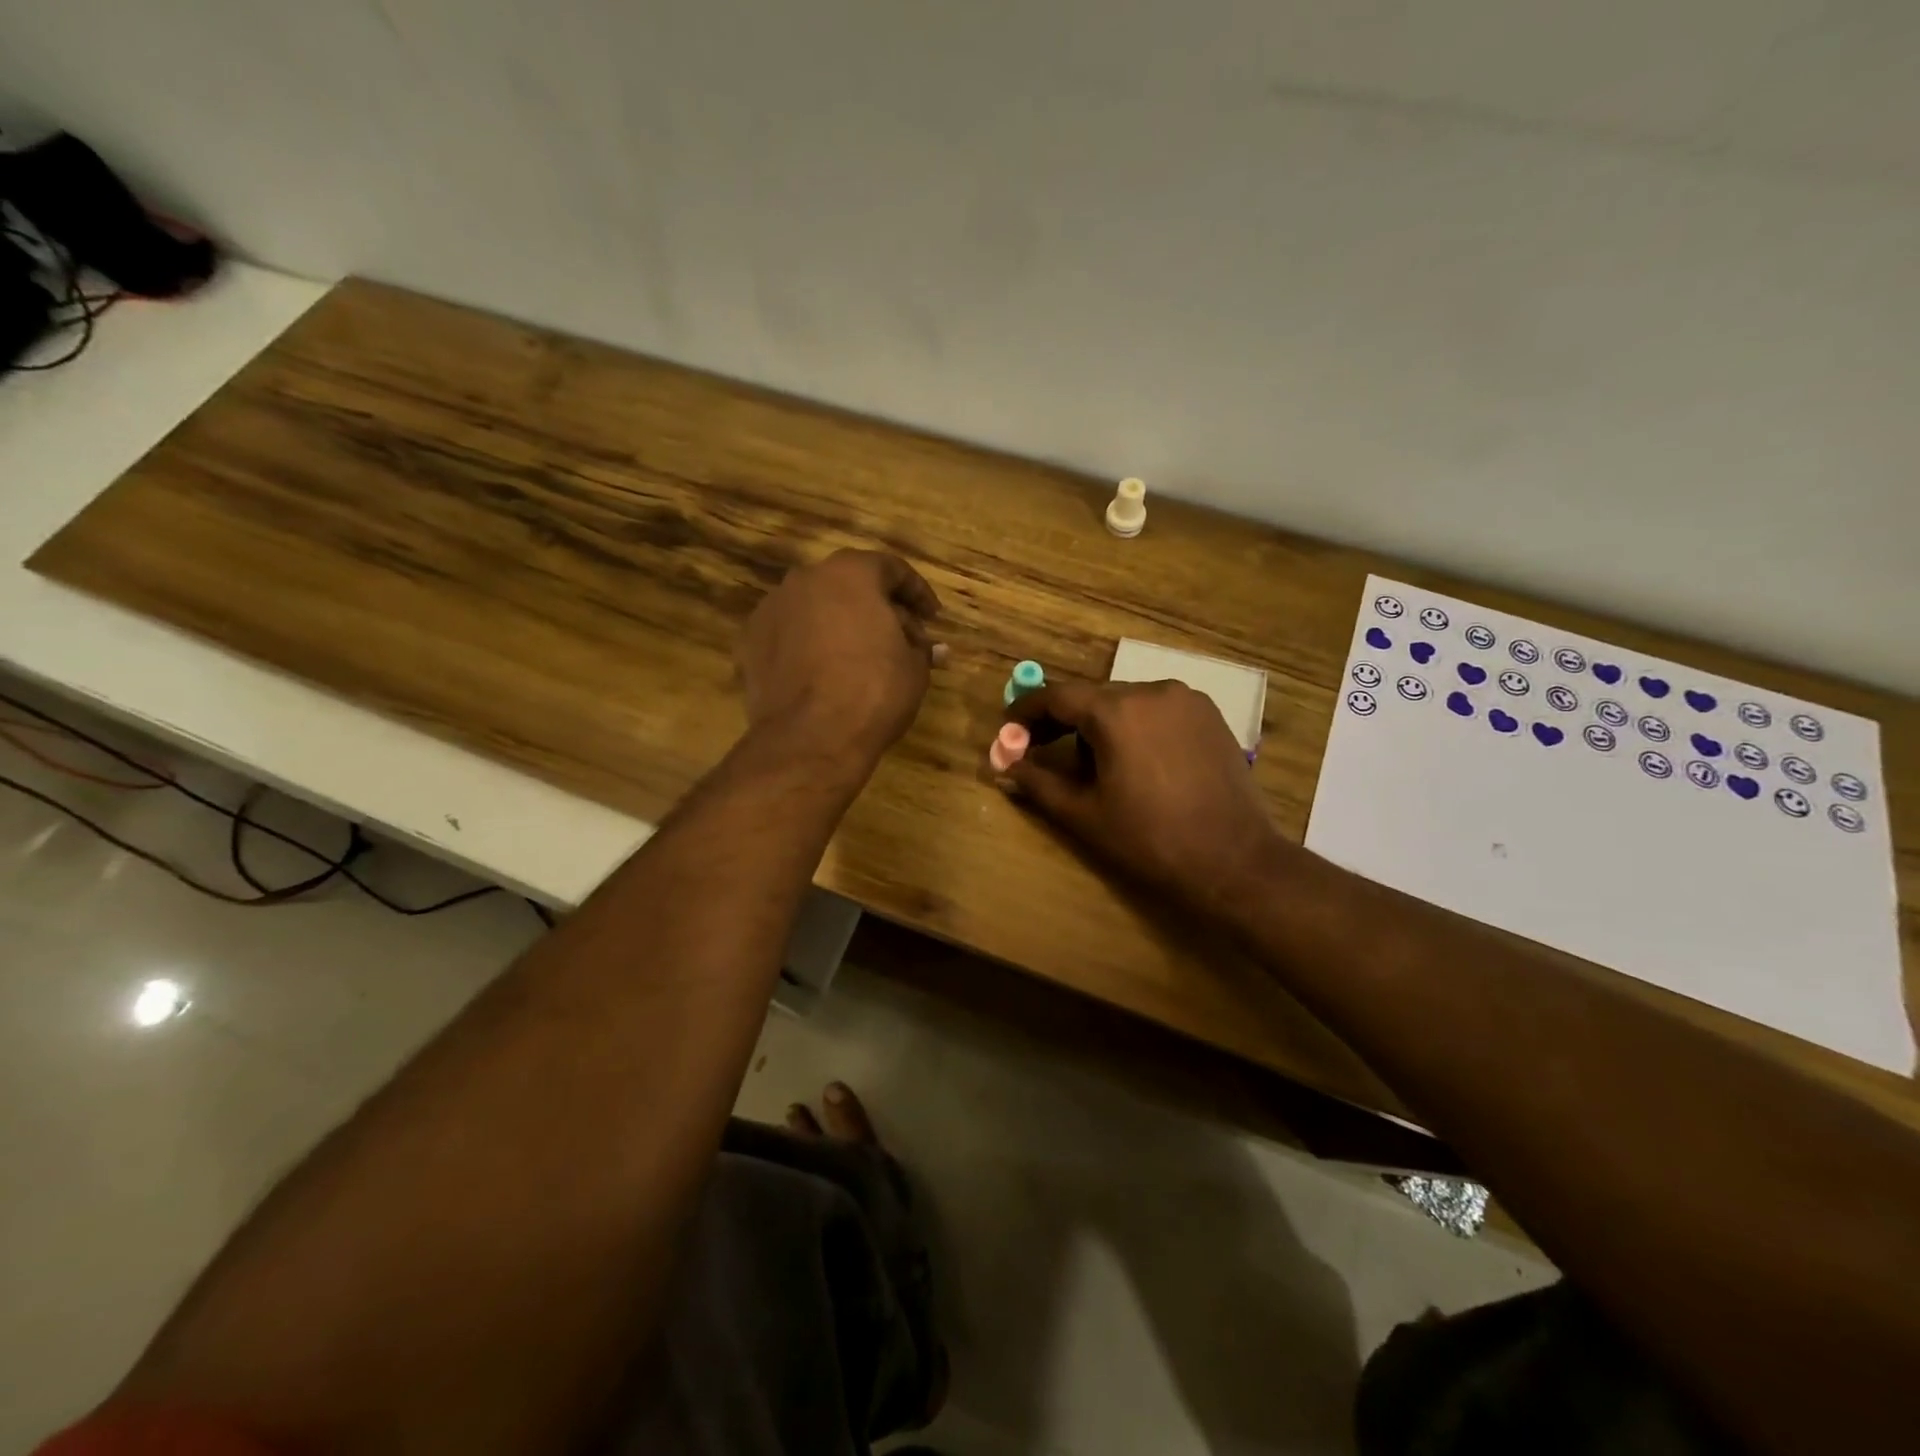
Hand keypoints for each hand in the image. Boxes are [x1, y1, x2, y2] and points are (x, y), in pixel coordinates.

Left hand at [738, 550, 944, 765]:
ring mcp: (771, 609)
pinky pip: (790, 635)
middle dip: (879, 609)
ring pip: (816, 608)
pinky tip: (824, 673)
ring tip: (862, 658)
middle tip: (902, 641)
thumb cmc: (873, 692)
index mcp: (850, 573)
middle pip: (850, 585)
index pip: (891, 569)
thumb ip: (922, 649)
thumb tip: (933, 649)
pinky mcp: (750, 642)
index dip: (917, 592)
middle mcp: (805, 579)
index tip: (932, 618)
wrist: (810, 737)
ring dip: (841, 625)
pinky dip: (810, 646)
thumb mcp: (914, 669)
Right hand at [1000, 680, 1281, 918]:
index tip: (1008, 730)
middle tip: (1041, 751)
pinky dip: (1136, 726)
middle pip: (1092, 697)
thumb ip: (1038, 783)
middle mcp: (1152, 690)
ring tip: (1097, 768)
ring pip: (1126, 702)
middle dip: (1063, 722)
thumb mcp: (1084, 814)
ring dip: (1101, 725)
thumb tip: (1003, 768)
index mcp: (1117, 711)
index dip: (1027, 711)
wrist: (1234, 860)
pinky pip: (1157, 709)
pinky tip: (1138, 762)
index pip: (1057, 696)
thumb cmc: (1150, 839)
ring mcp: (1186, 699)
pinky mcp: (1210, 715)